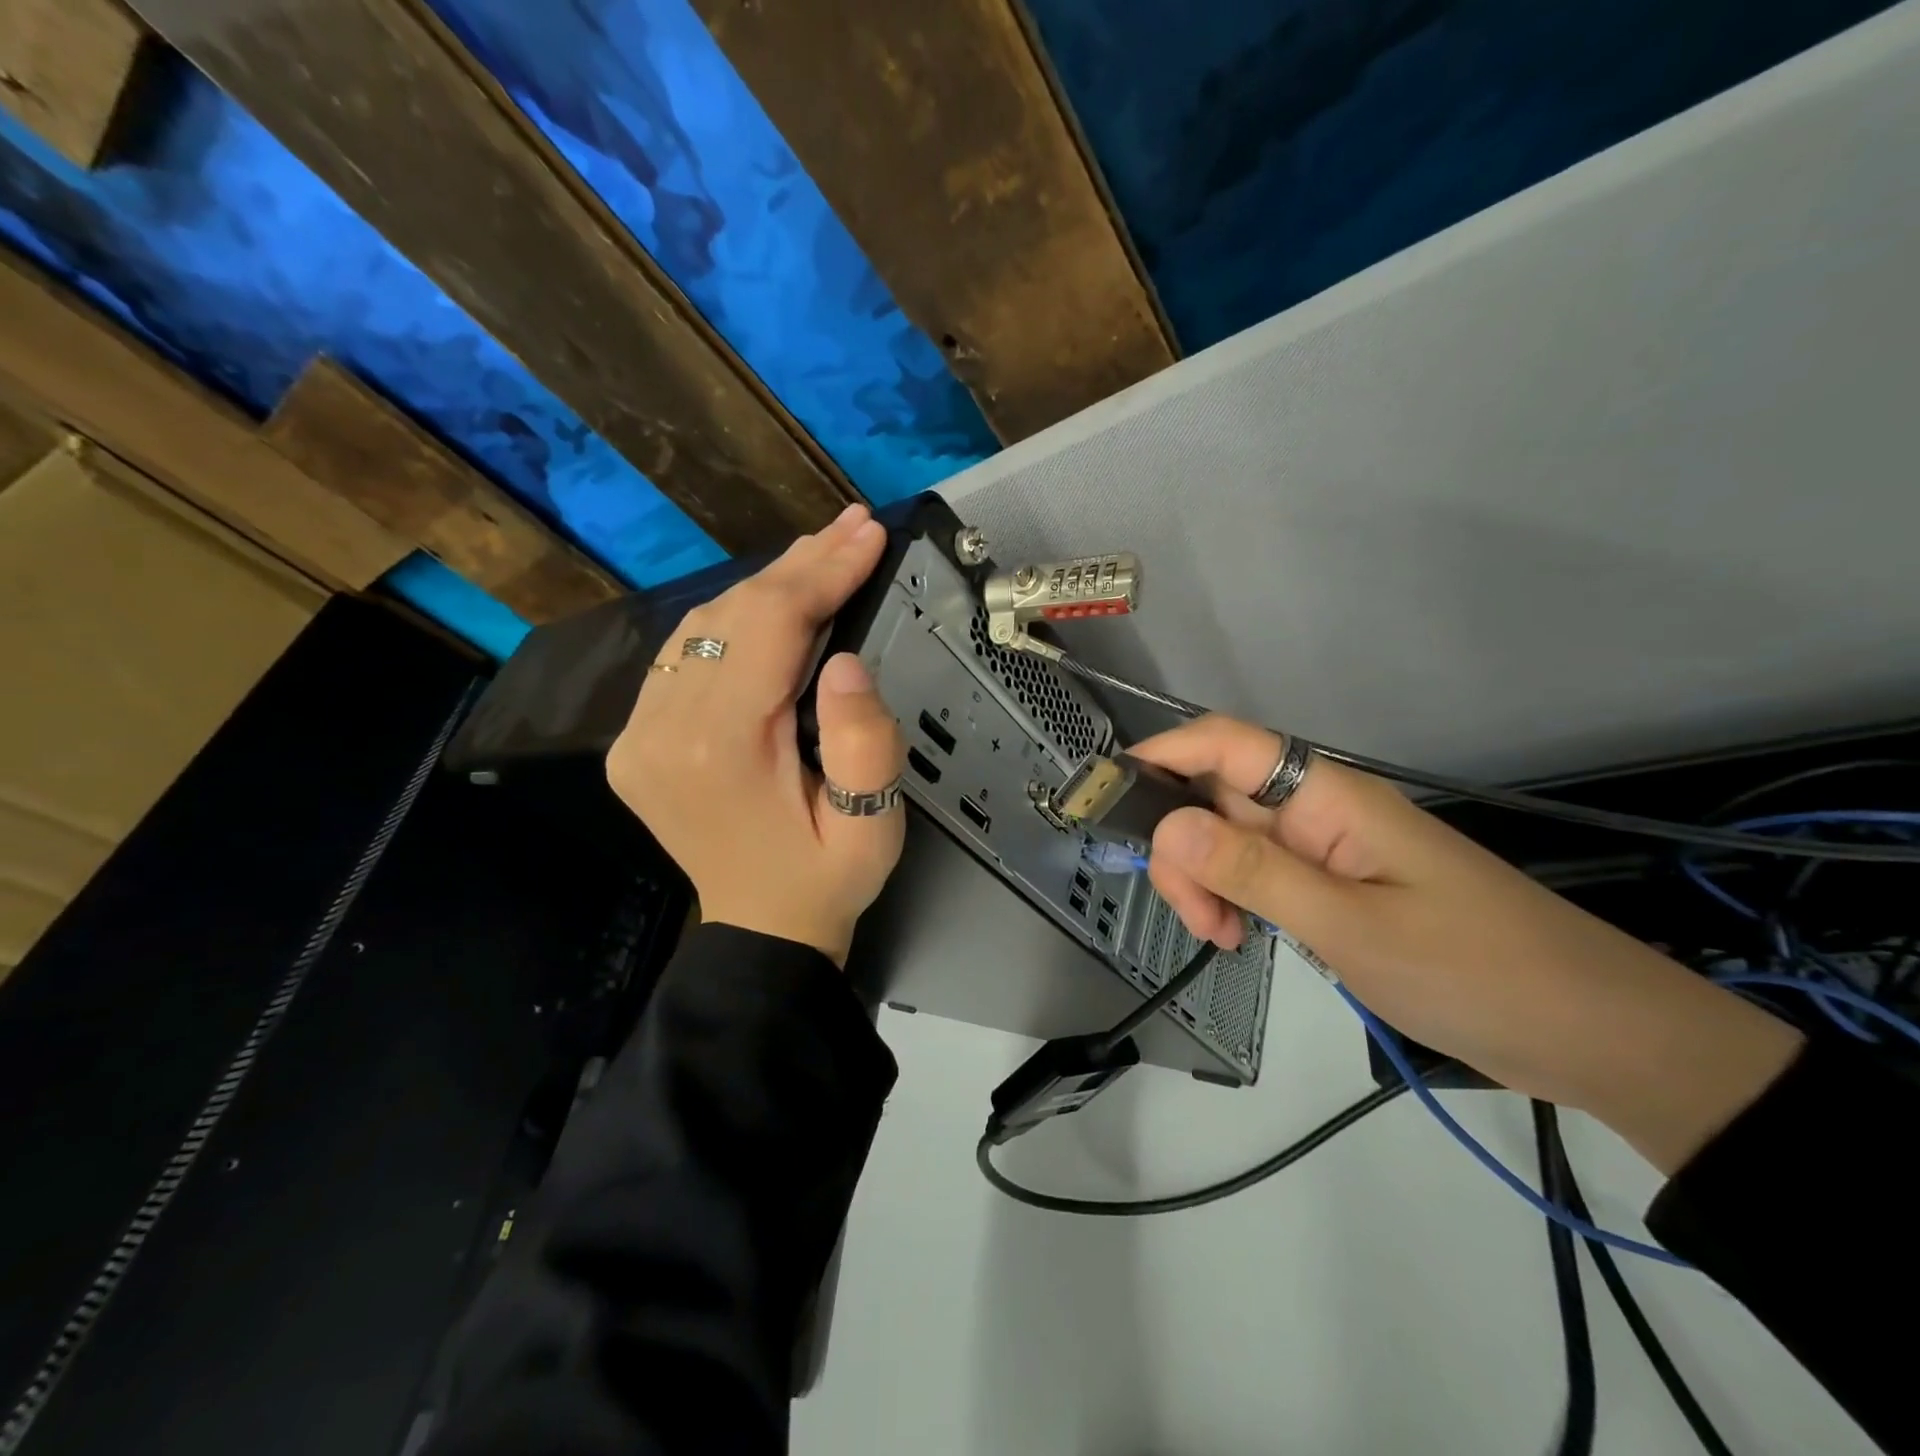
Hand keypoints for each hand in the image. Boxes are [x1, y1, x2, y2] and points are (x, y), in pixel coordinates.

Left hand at [606, 505, 906, 965]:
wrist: (760, 928)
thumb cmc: (824, 880)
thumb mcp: (872, 826)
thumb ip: (866, 743)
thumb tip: (847, 660)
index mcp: (720, 747)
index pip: (771, 626)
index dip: (823, 572)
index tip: (868, 535)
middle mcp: (662, 729)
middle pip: (733, 615)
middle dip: (800, 565)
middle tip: (853, 527)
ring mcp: (639, 732)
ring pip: (703, 624)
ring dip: (765, 585)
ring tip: (822, 554)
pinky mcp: (637, 737)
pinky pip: (683, 653)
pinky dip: (732, 619)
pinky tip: (771, 602)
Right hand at [1131, 716, 1803, 1173]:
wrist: (1592, 1032)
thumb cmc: (1475, 969)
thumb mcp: (1350, 926)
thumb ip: (1253, 873)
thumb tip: (1169, 824)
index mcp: (1327, 797)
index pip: (1226, 743)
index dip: (1163, 753)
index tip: (1111, 796)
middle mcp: (1318, 810)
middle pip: (1216, 796)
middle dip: (1183, 846)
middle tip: (1193, 914)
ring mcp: (1324, 849)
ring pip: (1230, 839)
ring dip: (1205, 879)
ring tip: (1218, 937)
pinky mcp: (1333, 886)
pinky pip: (1258, 874)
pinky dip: (1233, 900)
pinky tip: (1237, 937)